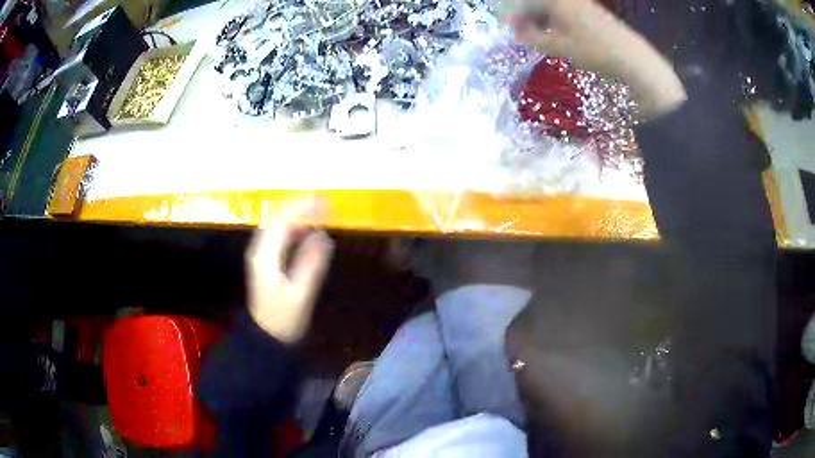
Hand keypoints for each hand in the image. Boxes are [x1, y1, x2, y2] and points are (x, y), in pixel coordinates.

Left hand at [246, 202, 333, 342]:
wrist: (265, 336)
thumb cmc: (283, 319)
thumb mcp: (300, 294)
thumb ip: (311, 264)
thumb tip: (324, 237)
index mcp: (266, 256)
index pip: (282, 221)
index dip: (302, 207)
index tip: (323, 201)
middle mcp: (259, 250)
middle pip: (276, 218)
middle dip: (298, 206)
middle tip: (323, 201)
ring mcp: (260, 255)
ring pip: (275, 224)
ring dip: (294, 214)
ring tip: (316, 210)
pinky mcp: (264, 261)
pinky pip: (276, 235)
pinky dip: (291, 227)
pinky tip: (304, 229)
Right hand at [508, 0, 685, 118]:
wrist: (633, 58)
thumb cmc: (593, 50)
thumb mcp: (558, 46)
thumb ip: (533, 37)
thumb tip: (517, 32)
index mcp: (556, 1)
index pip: (526, 2)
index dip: (515, 16)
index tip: (509, 30)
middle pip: (540, 3)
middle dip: (528, 16)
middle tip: (523, 35)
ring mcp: (583, 4)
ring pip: (554, 8)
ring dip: (543, 19)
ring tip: (540, 37)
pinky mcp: (594, 13)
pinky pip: (567, 12)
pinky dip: (558, 21)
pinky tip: (560, 36)